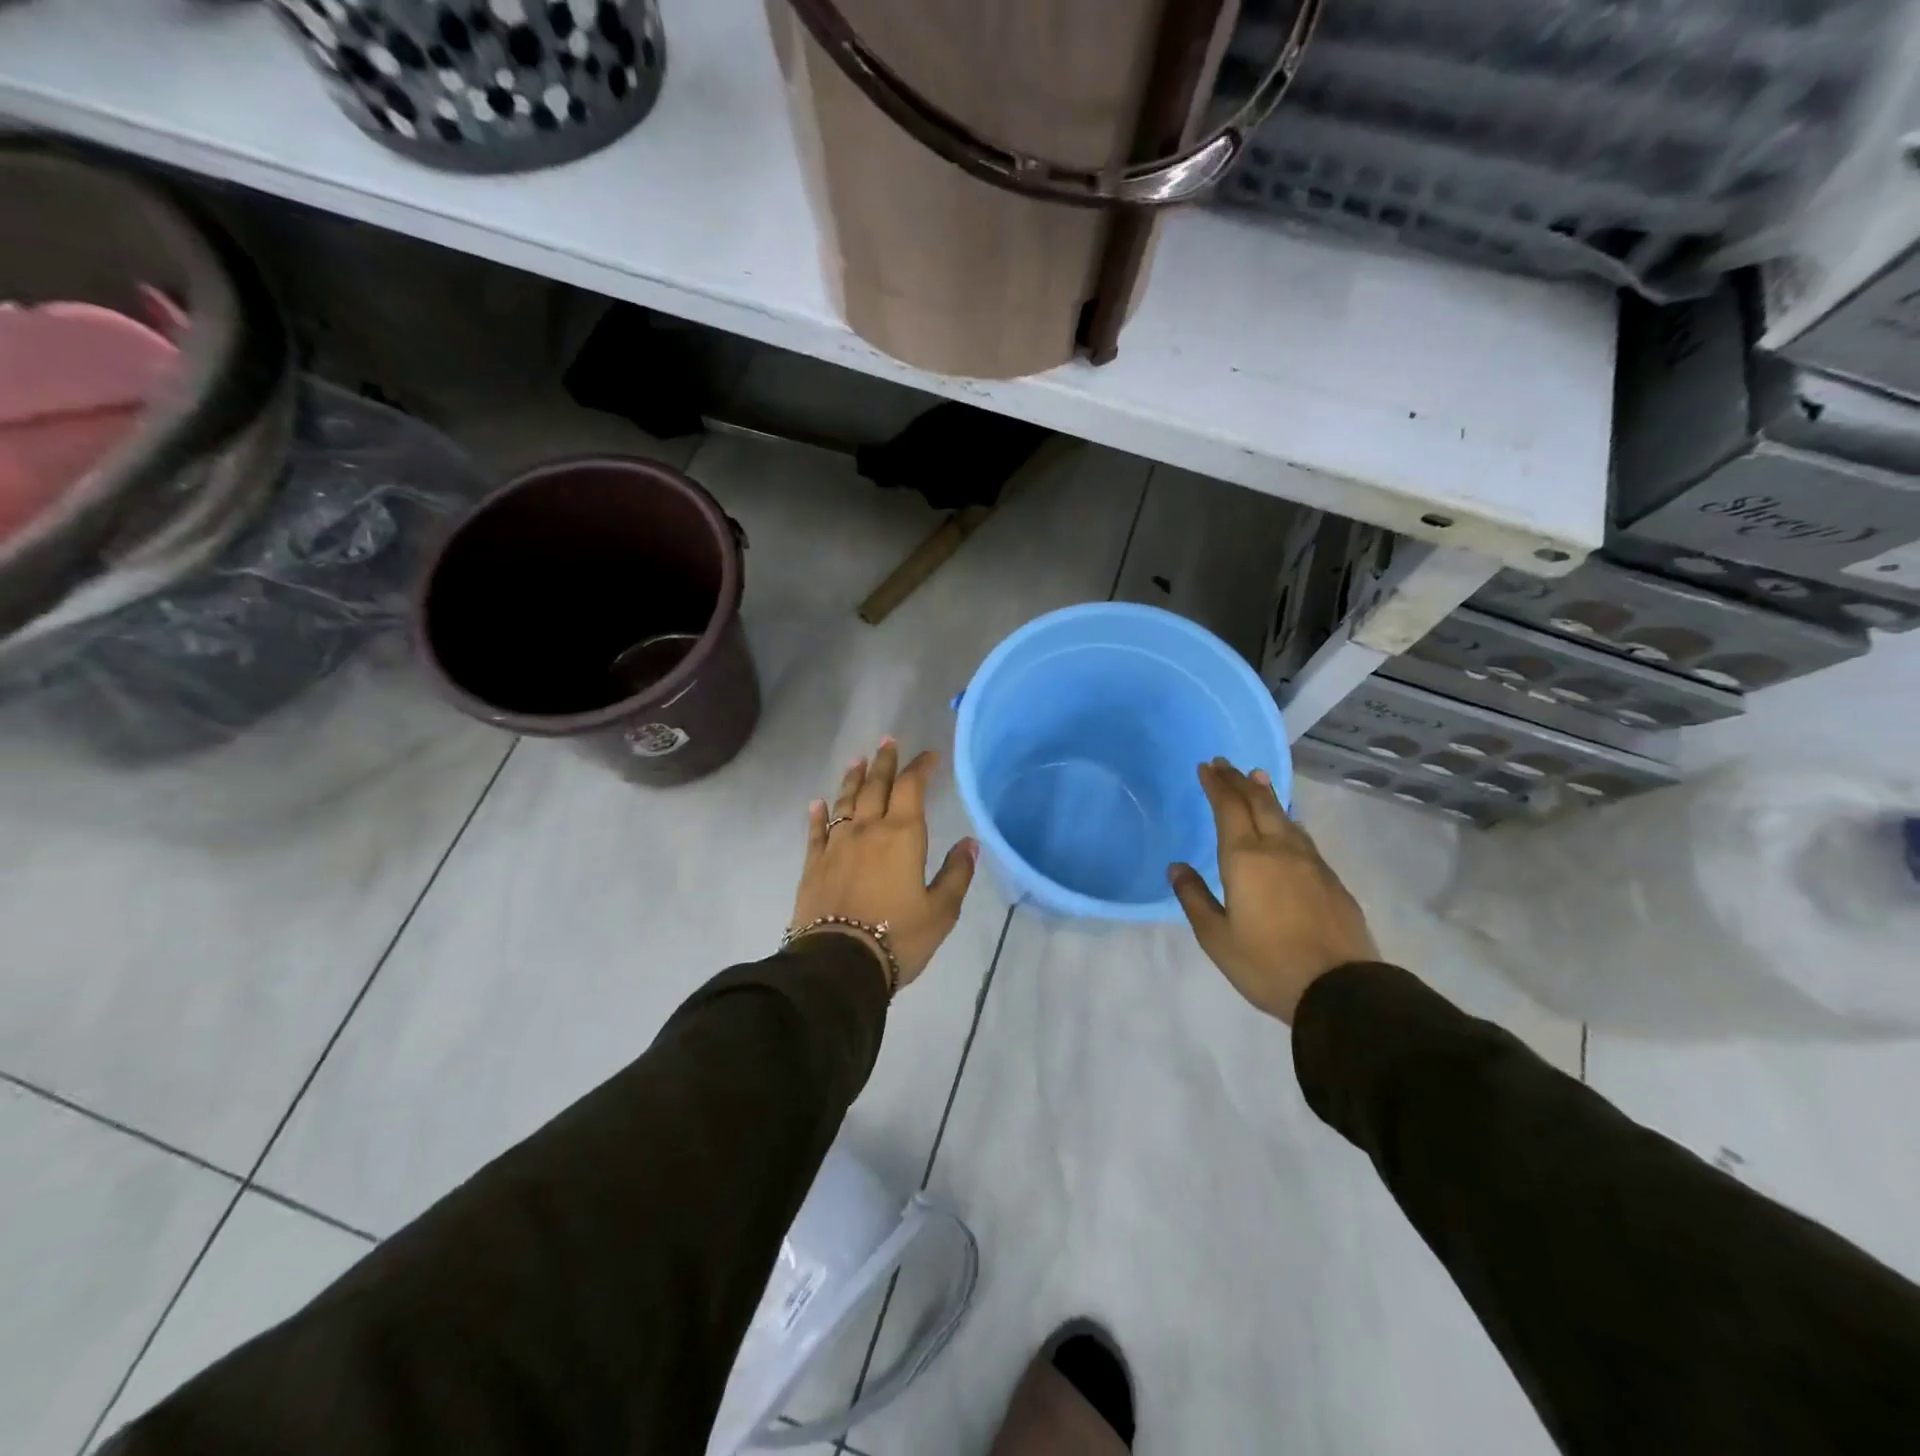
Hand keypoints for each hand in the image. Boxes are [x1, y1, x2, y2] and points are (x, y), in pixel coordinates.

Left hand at [789, 738, 978, 992]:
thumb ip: (957, 873)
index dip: (921, 767)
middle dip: (885, 762)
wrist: (839, 964)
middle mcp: (867, 830)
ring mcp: (836, 845)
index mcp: (902, 836)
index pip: (911, 788)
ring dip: (852, 778)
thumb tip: (970, 843)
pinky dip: (818, 814)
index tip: (930, 756)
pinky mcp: (813, 864)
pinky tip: (817, 803)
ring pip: (844, 801)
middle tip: (888, 741)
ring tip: (858, 760)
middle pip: (875, 786)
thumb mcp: (941, 910)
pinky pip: (816, 831)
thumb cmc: (899, 937)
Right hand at [1169, 759, 1378, 1024]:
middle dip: (1239, 781)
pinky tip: (1287, 823)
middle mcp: (1278, 849)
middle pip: (1258, 803)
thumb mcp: (1216, 938)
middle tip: (1225, 763)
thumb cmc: (1266, 964)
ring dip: (1266, 794)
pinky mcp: (1330, 878)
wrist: (1340, 989)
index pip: (1228, 808)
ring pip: (1284, 816)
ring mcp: (1309, 861)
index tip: (1207, 766)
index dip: (1217, 785)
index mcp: (1245, 859)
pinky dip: (1286, 819)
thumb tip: (1177, 867)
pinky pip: (1302, 835)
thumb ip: (1195, 898)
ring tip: (1256, 779)